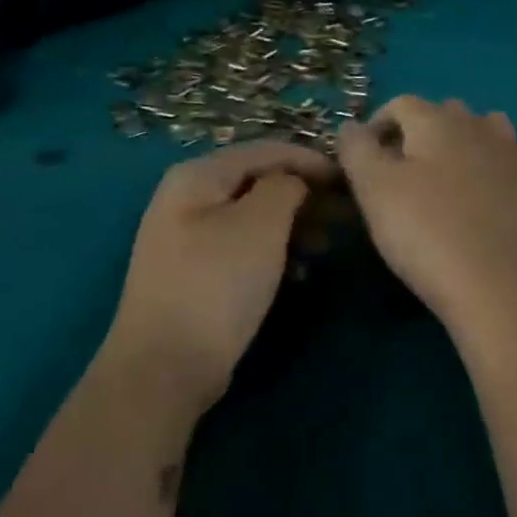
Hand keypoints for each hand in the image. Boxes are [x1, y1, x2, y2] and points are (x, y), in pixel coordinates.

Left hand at [102, 141, 336, 406]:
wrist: (166, 366)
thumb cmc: (218, 284)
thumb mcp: (261, 224)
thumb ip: (286, 186)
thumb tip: (296, 181)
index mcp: (198, 176)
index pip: (266, 150)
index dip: (312, 160)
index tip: (351, 180)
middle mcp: (188, 198)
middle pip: (259, 181)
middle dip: (305, 195)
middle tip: (345, 217)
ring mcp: (189, 237)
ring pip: (255, 216)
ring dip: (295, 225)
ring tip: (326, 247)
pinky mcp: (198, 272)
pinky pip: (245, 246)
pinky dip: (275, 251)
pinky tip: (298, 272)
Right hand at [338, 97, 516, 329]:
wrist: (488, 280)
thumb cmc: (422, 229)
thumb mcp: (372, 187)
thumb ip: (356, 148)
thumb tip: (352, 127)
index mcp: (436, 120)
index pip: (400, 104)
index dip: (377, 125)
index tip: (363, 159)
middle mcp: (477, 125)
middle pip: (443, 112)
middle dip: (418, 132)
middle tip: (399, 171)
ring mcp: (510, 153)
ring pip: (484, 127)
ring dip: (462, 140)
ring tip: (444, 174)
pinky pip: (513, 157)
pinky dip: (496, 162)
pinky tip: (486, 185)